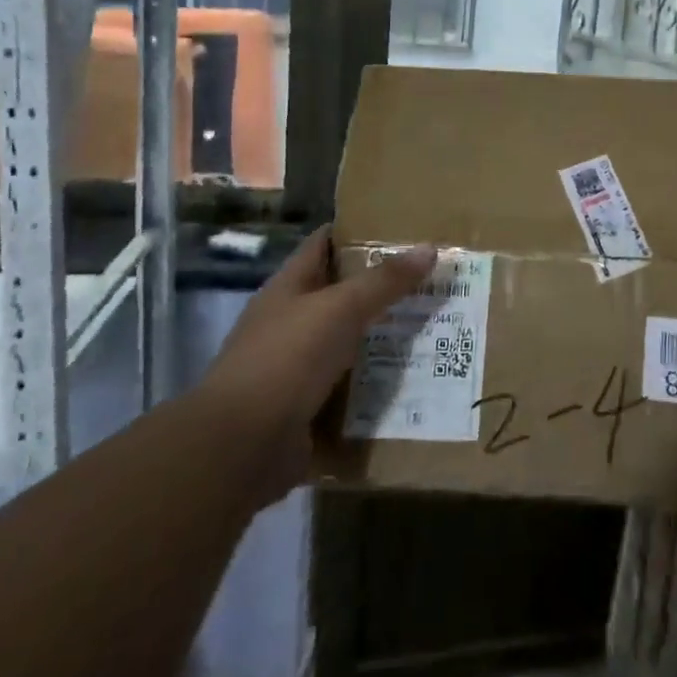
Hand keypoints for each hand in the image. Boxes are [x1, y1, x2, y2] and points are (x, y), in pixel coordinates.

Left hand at [193, 228, 435, 499]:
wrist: (242, 447)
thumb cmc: (287, 359)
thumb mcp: (340, 309)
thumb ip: (384, 281)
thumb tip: (429, 248)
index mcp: (288, 288)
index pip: (324, 245)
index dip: (358, 232)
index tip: (403, 229)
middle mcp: (289, 322)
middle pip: (341, 295)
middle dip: (383, 289)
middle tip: (433, 280)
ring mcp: (295, 368)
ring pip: (348, 343)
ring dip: (384, 339)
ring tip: (435, 327)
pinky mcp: (306, 408)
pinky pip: (349, 388)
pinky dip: (375, 384)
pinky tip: (414, 379)